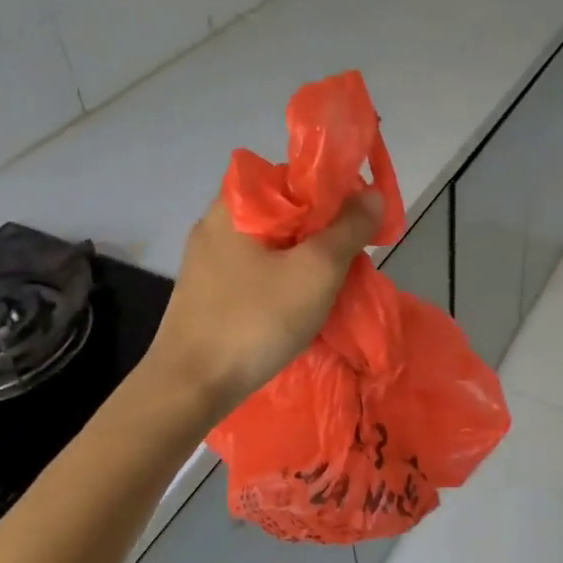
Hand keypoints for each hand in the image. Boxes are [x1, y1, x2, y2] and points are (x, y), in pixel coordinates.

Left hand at [146, 190, 383, 419]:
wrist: (192, 386)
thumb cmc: (257, 319)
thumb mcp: (317, 270)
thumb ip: (349, 228)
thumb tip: (371, 194)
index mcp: (235, 204)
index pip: (293, 176)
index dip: (332, 192)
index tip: (358, 222)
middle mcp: (216, 224)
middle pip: (285, 212)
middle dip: (324, 233)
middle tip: (351, 261)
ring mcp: (208, 261)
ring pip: (274, 246)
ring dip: (306, 261)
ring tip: (332, 288)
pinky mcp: (208, 292)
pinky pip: (258, 273)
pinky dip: (284, 282)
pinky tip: (301, 308)